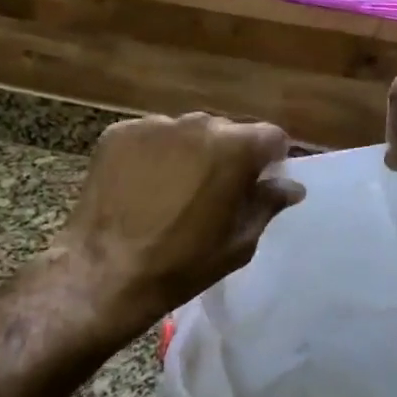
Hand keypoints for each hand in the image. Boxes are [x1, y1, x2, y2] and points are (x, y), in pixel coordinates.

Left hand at [50, 112, 303, 334]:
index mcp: (235, 148)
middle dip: (229, 155)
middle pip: (227, 131)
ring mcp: (153, 125)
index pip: (272, 136)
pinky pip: (151, 138)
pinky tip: (144, 187)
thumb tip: (291, 186)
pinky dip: (154, 155)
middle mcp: (197, 124)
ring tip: (175, 190)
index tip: (260, 184)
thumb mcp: (239, 242)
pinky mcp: (118, 133)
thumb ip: (267, 205)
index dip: (271, 160)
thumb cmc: (184, 263)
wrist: (106, 272)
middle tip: (217, 191)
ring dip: (191, 153)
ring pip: (187, 133)